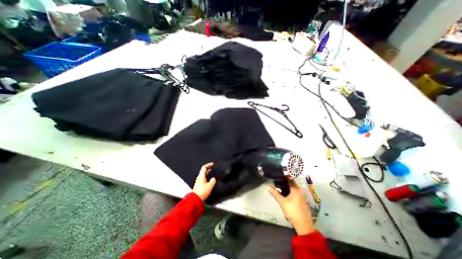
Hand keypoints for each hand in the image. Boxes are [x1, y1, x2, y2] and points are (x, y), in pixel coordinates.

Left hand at [194, 163, 218, 200]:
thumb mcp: (209, 186)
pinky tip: (209, 178)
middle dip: (208, 168)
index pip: (204, 167)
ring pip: (203, 174)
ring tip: (212, 171)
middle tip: (213, 167)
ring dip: (207, 172)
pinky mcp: (198, 184)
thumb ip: (212, 181)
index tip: (213, 164)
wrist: (195, 200)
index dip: (208, 164)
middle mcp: (199, 177)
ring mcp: (198, 181)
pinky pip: (203, 177)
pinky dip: (206, 176)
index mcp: (201, 176)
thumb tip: (213, 178)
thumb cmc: (202, 192)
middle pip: (203, 170)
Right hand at [270, 180, 315, 234]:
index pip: (289, 179)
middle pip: (291, 183)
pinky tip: (283, 192)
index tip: (276, 175)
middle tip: (275, 180)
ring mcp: (301, 195)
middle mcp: (300, 190)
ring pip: (292, 188)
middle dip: (283, 182)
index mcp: (296, 189)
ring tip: (277, 185)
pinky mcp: (301, 200)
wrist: (304, 225)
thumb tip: (268, 187)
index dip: (282, 177)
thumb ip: (275, 193)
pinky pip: (294, 192)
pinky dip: (289, 191)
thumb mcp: (282, 202)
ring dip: (286, 187)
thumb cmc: (292, 211)